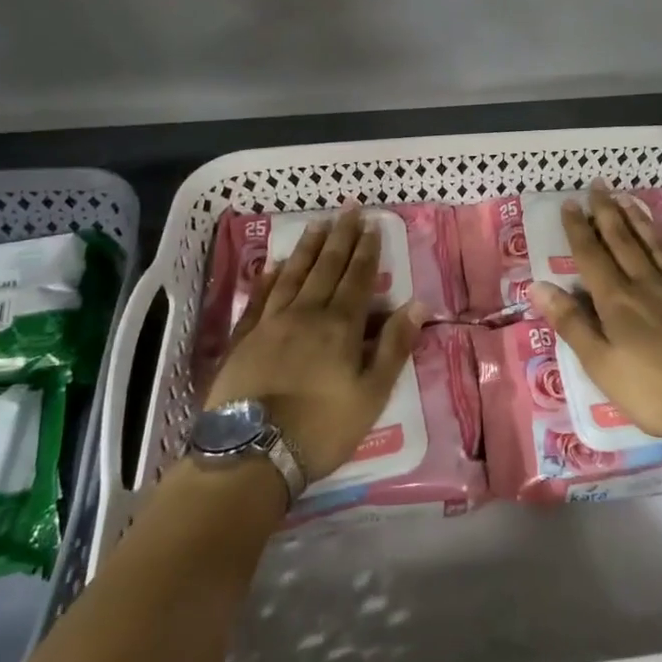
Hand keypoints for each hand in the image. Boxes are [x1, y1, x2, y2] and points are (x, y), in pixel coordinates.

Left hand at [205, 206, 425, 481]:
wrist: (252, 453)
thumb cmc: (322, 428)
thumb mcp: (372, 393)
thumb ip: (394, 346)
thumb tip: (417, 303)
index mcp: (340, 325)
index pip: (357, 277)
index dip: (367, 250)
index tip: (372, 223)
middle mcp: (306, 313)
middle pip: (326, 266)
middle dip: (341, 236)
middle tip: (348, 208)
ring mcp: (271, 323)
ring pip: (292, 274)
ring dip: (307, 247)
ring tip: (317, 224)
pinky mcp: (244, 338)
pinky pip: (259, 297)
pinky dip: (268, 277)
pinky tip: (273, 264)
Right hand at [527, 183, 661, 466]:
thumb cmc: (656, 394)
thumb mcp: (602, 366)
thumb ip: (572, 324)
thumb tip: (538, 285)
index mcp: (618, 301)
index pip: (592, 255)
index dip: (578, 228)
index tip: (570, 202)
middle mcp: (648, 284)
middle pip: (624, 241)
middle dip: (608, 212)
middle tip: (598, 185)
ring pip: (658, 245)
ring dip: (641, 219)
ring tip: (629, 198)